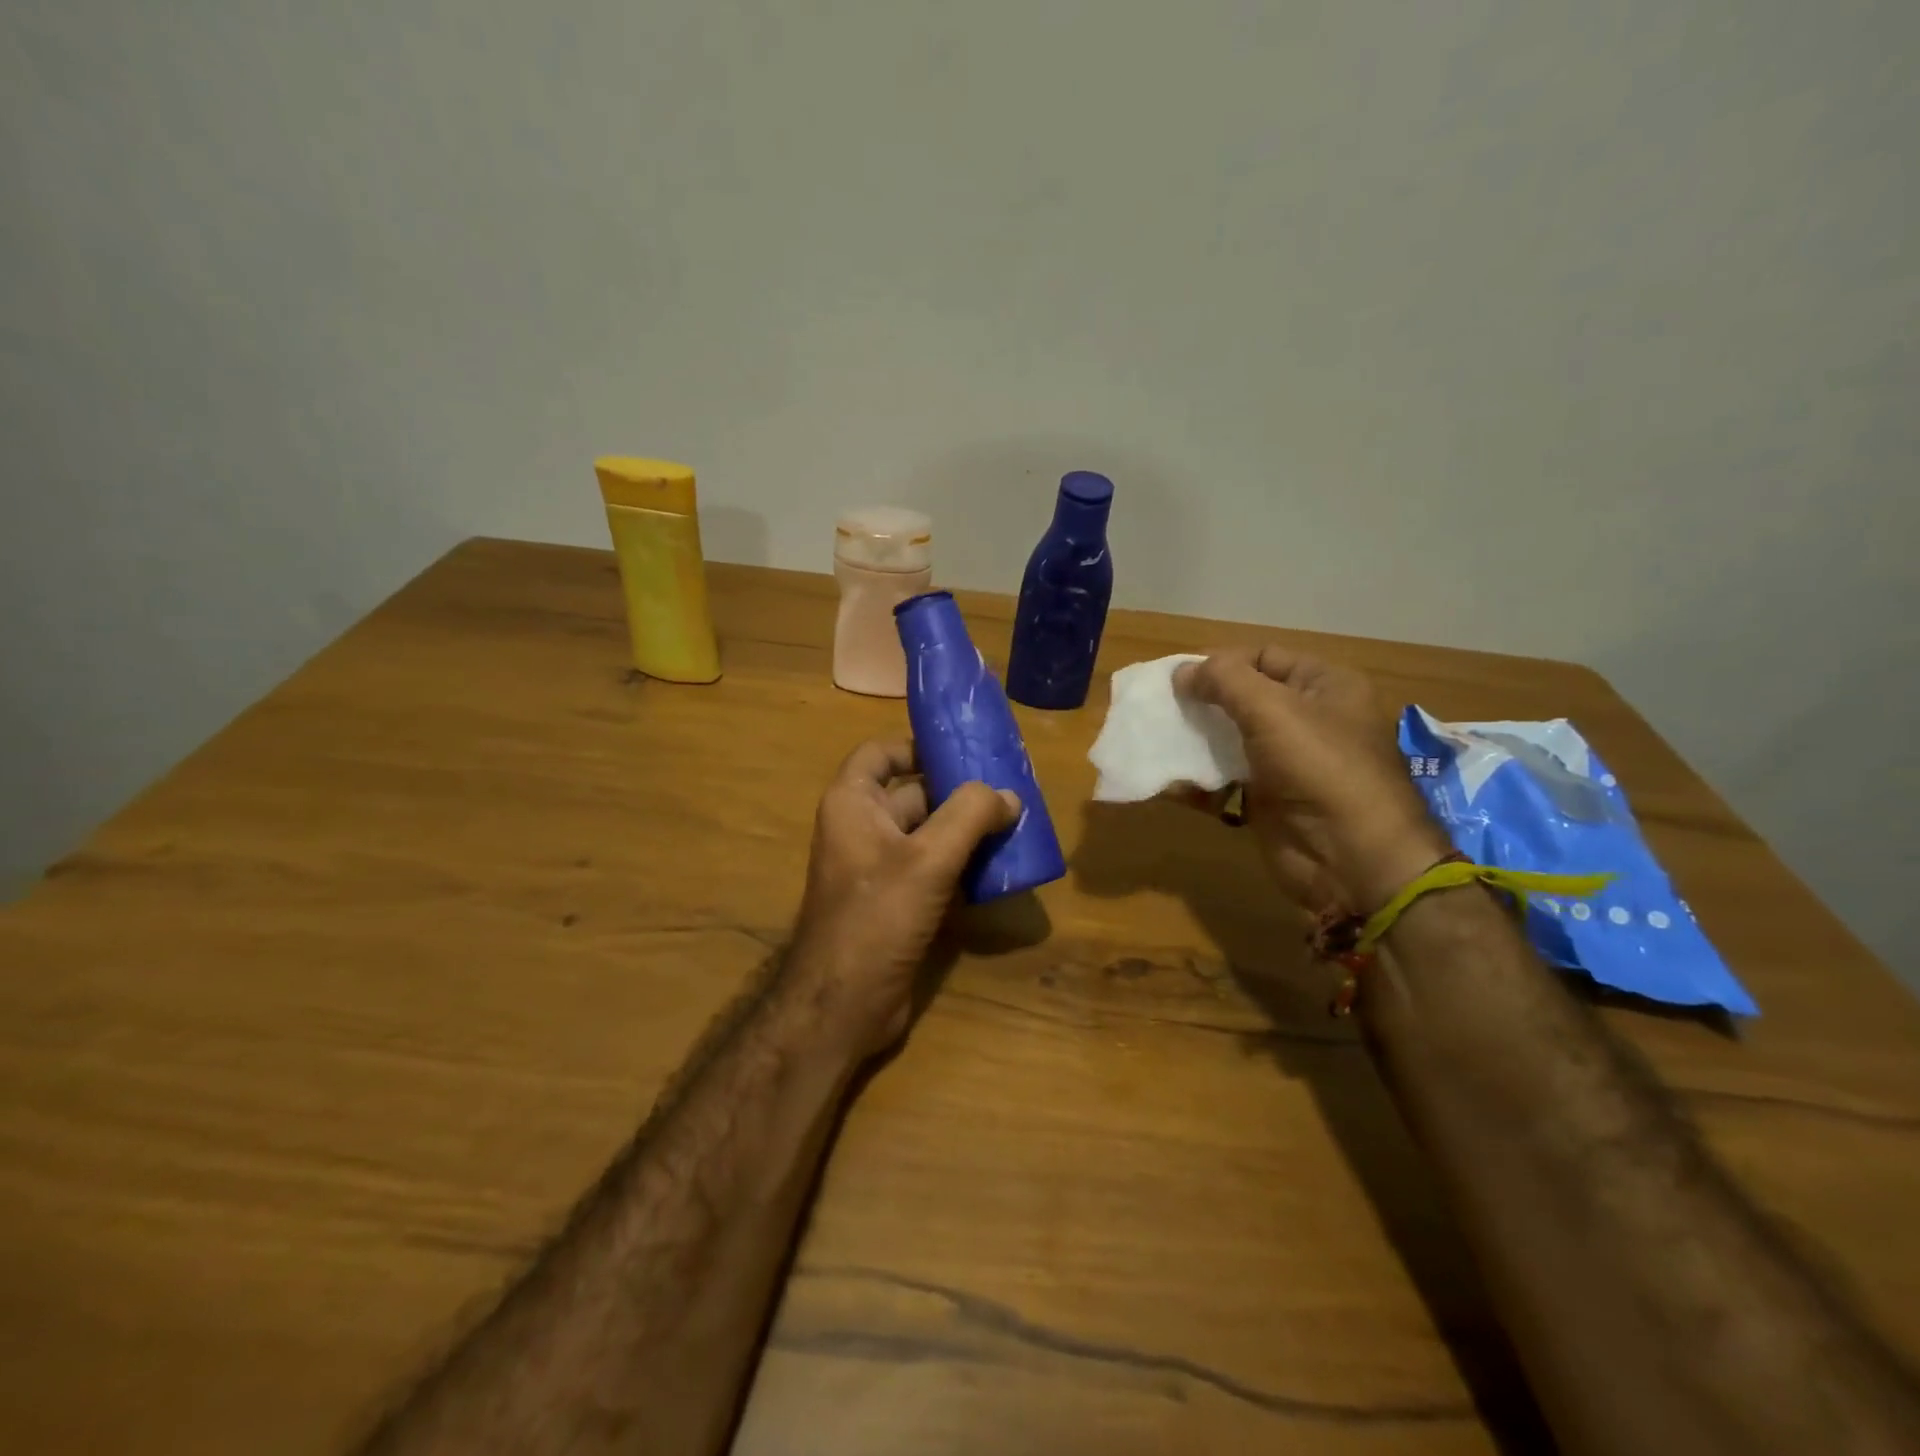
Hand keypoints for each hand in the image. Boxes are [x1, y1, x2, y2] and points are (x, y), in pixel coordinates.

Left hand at [784, 740, 1019, 1057]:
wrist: (843, 1005)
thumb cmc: (877, 917)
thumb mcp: (928, 859)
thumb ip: (970, 816)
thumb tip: (1009, 795)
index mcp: (853, 803)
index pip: (880, 753)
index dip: (917, 745)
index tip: (964, 750)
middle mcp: (862, 828)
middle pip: (914, 792)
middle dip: (960, 792)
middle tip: (1010, 789)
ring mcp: (879, 868)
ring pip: (929, 833)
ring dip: (968, 830)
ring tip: (1016, 824)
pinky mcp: (896, 901)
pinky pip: (933, 868)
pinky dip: (962, 864)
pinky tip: (1000, 868)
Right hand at [1173, 646, 1450, 915]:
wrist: (1351, 857)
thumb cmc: (1319, 766)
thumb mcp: (1272, 709)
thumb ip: (1224, 680)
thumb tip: (1182, 672)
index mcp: (1325, 686)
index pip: (1264, 657)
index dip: (1221, 662)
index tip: (1177, 676)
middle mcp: (1308, 720)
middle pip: (1243, 698)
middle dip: (1201, 701)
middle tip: (1160, 706)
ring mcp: (1286, 762)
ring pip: (1229, 740)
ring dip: (1192, 740)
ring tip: (1153, 739)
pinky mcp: (1265, 799)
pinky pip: (1223, 780)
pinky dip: (1195, 780)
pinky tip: (1165, 779)